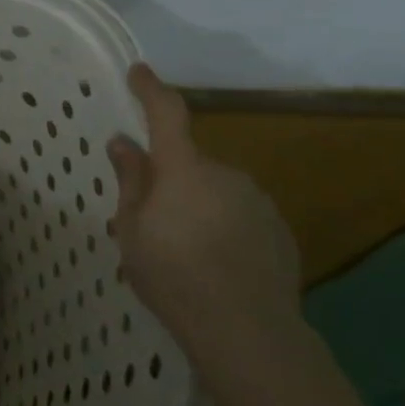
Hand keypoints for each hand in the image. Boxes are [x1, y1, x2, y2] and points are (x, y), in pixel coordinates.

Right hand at [107, 64, 301, 369]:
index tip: (139, 71)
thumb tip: (125, 142)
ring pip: (215, 189)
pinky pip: (240, 213)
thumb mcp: (132, 230)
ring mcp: (257, 201)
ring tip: (185, 250)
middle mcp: (224, 173)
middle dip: (171, 179)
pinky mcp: (279, 230)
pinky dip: (225, 225)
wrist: (250, 334)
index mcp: (183, 169)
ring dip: (198, 203)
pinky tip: (217, 263)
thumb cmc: (174, 277)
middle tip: (152, 219)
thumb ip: (131, 181)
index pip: (166, 113)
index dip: (150, 89)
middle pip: (189, 162)